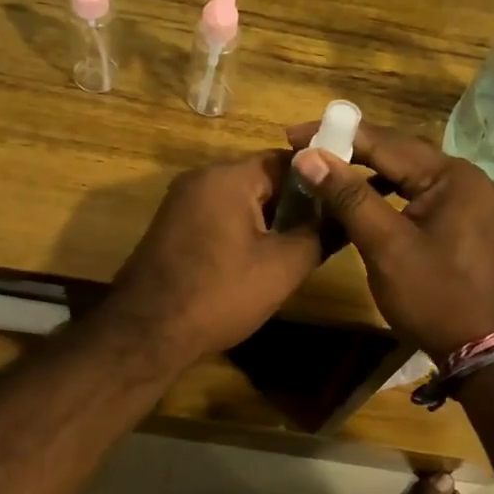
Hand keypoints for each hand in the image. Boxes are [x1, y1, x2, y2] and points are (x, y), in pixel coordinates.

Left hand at [98, 151, 321, 368]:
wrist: (146, 333)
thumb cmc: (219, 294)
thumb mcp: (282, 267)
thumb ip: (320, 234)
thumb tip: (347, 216)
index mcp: (228, 176)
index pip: (287, 160)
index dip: (320, 180)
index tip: (343, 201)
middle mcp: (201, 178)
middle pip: (262, 178)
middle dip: (294, 203)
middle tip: (323, 231)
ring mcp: (181, 201)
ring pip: (240, 199)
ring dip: (268, 219)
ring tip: (296, 249)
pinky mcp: (172, 225)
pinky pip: (218, 215)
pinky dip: (242, 230)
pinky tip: (257, 260)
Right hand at [287, 121, 493, 360]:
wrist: (488, 352)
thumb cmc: (437, 297)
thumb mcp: (387, 247)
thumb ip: (349, 198)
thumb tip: (309, 157)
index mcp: (451, 176)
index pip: (385, 142)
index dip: (337, 136)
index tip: (294, 134)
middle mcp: (464, 178)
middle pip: (398, 154)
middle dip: (351, 150)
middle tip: (305, 151)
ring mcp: (466, 201)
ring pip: (407, 175)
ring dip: (367, 172)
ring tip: (325, 171)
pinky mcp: (462, 223)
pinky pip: (417, 195)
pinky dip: (386, 194)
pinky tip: (361, 200)